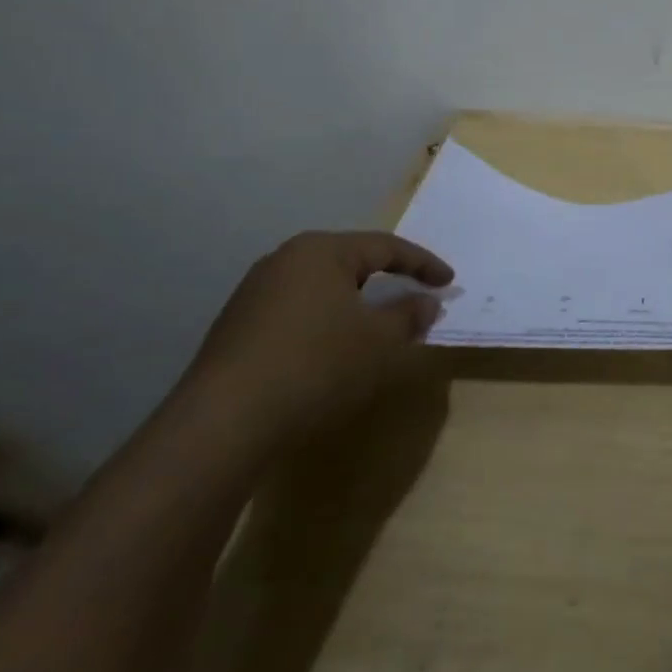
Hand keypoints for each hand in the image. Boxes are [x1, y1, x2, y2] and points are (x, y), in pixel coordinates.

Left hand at [182, 231, 453, 448]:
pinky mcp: (237, 327)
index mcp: (322, 251)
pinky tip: (332, 349)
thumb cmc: (316, 366)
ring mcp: (254, 293)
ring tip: (377, 325)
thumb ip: (408, 315)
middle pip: (350, 262)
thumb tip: (426, 302)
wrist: (222, 424)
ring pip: (322, 288)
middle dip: (387, 279)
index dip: (423, 264)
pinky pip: (297, 311)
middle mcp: (285, 260)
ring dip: (355, 303)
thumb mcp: (379, 341)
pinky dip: (325, 322)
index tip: (449, 282)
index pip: (386, 247)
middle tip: (415, 295)